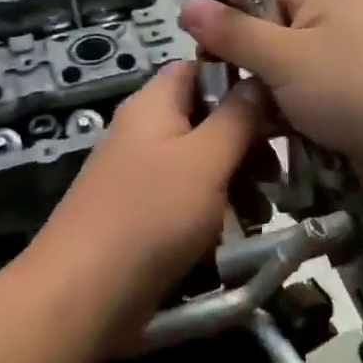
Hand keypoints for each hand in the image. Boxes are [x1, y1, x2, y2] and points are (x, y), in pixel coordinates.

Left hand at [26, 62, 263, 340]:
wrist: (83, 294)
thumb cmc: (151, 214)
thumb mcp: (206, 160)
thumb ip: (237, 117)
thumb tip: (258, 79)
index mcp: (154, 103)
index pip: (200, 68)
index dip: (239, 81)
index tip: (278, 107)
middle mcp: (145, 130)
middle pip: (206, 118)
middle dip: (246, 143)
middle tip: (277, 174)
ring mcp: (141, 173)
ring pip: (202, 162)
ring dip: (236, 182)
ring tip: (262, 213)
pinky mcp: (143, 213)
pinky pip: (187, 198)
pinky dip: (214, 211)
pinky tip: (236, 237)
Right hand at [179, 0, 362, 204]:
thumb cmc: (351, 90)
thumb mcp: (283, 59)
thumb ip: (232, 33)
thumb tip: (185, 3)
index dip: (228, 20)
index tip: (205, 57)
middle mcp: (335, 16)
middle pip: (269, 31)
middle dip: (248, 66)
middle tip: (227, 97)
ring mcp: (348, 56)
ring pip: (285, 69)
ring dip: (267, 95)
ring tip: (250, 122)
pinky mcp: (354, 92)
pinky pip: (307, 93)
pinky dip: (291, 112)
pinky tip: (277, 136)